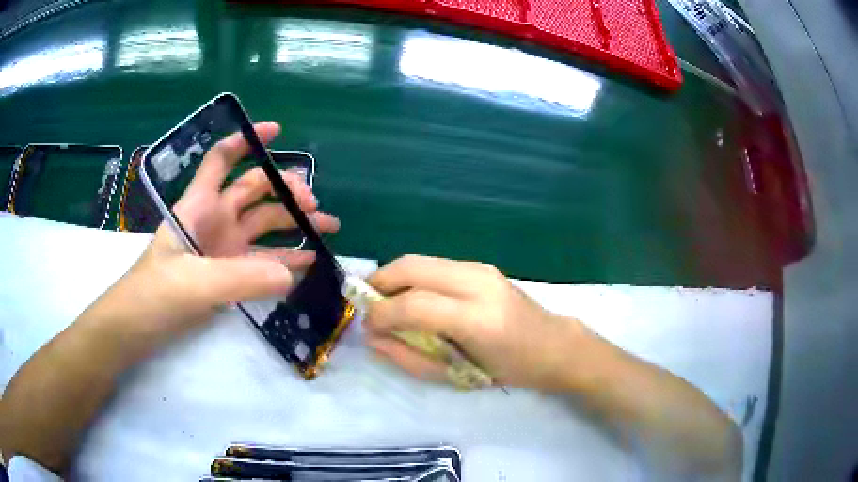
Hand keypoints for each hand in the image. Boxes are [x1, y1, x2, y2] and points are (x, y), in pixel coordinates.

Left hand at [81, 122, 339, 358]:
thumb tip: (292, 273)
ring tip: (327, 228)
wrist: (137, 329)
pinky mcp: (229, 276)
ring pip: (263, 226)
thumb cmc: (153, 295)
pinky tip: (309, 262)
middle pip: (253, 191)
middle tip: (313, 205)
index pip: (220, 160)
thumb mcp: (191, 284)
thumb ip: (238, 278)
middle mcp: (213, 221)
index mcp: (198, 207)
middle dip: (285, 189)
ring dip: (294, 223)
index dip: (246, 141)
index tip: (276, 132)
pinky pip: (263, 262)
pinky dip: (286, 259)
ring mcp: (223, 250)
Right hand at [363, 255, 587, 390]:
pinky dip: (413, 276)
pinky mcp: (481, 264)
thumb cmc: (506, 369)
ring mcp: (481, 268)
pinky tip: (411, 294)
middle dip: (379, 282)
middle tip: (365, 303)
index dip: (382, 313)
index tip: (366, 325)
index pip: (414, 305)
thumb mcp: (455, 376)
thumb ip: (408, 356)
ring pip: (420, 259)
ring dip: (393, 276)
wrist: (551, 344)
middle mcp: (478, 283)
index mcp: (477, 319)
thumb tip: (372, 336)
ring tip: (383, 299)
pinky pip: (434, 264)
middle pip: (412, 267)